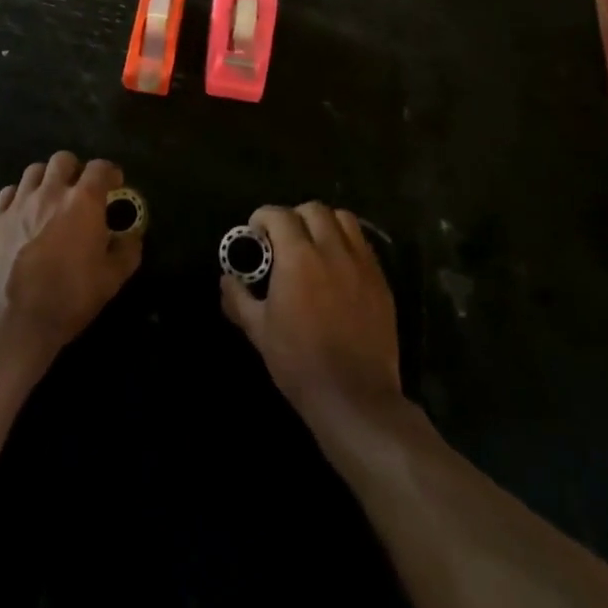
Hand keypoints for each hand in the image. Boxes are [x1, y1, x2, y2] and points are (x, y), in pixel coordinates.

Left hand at [0, 152, 141, 356]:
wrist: (11, 322)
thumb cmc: (68, 299)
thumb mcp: (111, 280)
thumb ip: (127, 252)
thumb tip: (132, 236)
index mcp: (83, 202)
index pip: (100, 168)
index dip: (109, 172)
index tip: (114, 184)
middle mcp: (50, 192)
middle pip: (63, 159)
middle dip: (75, 170)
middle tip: (78, 191)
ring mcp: (18, 203)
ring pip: (34, 171)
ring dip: (46, 179)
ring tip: (49, 199)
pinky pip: (8, 192)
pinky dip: (19, 196)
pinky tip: (21, 214)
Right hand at [221, 202, 400, 421]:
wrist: (354, 397)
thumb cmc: (299, 362)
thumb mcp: (258, 331)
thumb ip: (238, 298)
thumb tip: (226, 279)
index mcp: (298, 257)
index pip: (279, 215)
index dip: (263, 217)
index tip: (256, 232)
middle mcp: (331, 250)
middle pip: (313, 210)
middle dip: (294, 216)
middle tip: (284, 238)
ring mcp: (361, 264)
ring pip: (344, 219)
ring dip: (324, 223)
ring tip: (315, 244)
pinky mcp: (381, 281)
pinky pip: (364, 245)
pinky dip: (347, 243)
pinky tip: (338, 266)